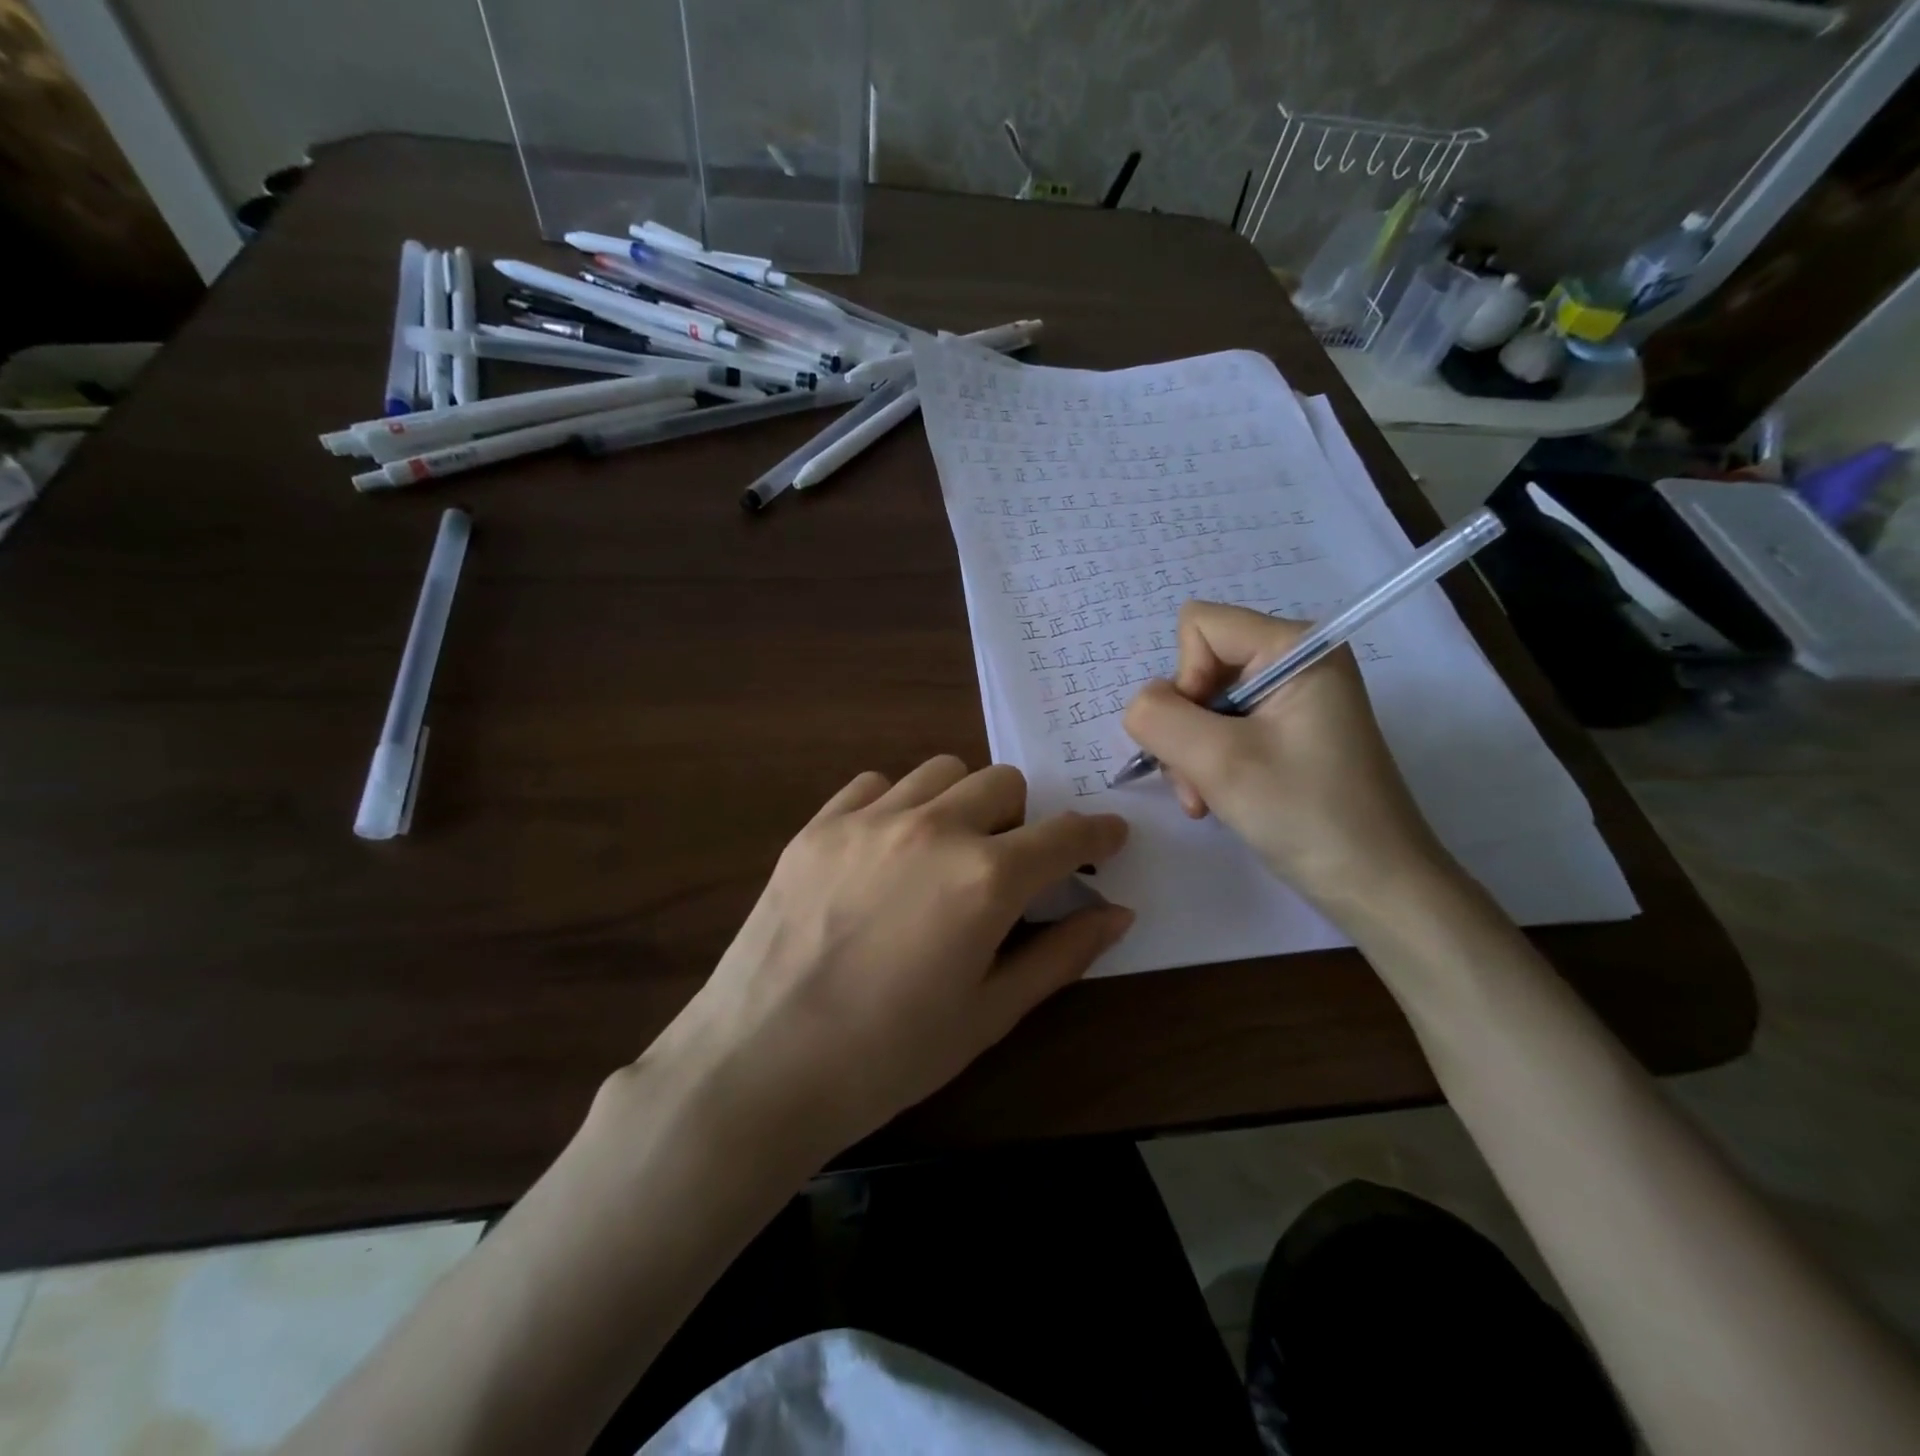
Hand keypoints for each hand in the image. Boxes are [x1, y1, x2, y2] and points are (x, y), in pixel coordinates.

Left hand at [639, 757, 1132, 1163]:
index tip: (1108, 838)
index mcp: (985, 879)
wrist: (760, 1065)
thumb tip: (1116, 914)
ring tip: (946, 852)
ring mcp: (868, 819)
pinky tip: (887, 849)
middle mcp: (932, 828)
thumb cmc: (888, 1056)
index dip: (1097, 833)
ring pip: (942, 771)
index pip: (1065, 834)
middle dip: (1023, 819)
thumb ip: (1061, 955)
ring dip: (962, 802)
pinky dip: (898, 803)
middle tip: (1009, 867)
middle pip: (1004, 783)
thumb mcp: (989, 1015)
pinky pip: (876, 784)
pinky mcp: (818, 825)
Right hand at [1121, 601, 1447, 915]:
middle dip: (1185, 727)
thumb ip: (1159, 717)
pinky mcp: (1287, 732)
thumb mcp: (1218, 762)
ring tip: (1205, 799)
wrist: (1376, 886)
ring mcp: (1292, 699)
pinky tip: (1216, 799)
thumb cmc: (1305, 815)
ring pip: (1203, 704)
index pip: (1199, 626)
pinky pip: (1223, 728)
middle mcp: (1295, 661)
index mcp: (1296, 647)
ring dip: (1191, 753)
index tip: (1204, 735)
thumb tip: (1142, 705)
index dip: (1184, 678)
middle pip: (1199, 667)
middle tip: (1198, 782)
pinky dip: (1208, 764)